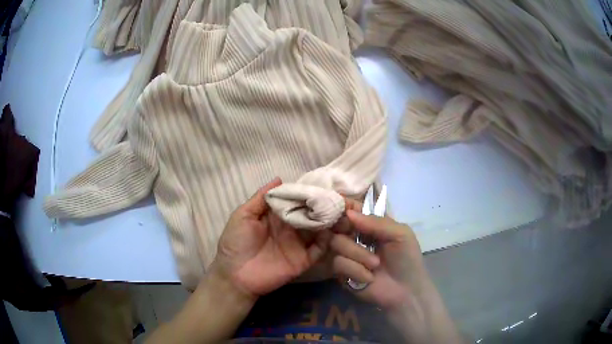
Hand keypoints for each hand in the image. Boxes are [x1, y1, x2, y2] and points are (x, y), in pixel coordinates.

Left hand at [211, 177, 330, 298]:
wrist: (235, 275)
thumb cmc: (235, 242)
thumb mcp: (243, 215)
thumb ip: (260, 198)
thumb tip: (279, 178)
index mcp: (277, 216)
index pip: (297, 201)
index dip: (308, 193)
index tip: (322, 184)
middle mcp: (291, 227)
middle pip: (311, 214)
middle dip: (323, 206)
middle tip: (338, 197)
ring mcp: (298, 244)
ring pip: (319, 230)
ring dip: (329, 221)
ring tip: (339, 211)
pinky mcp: (303, 260)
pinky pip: (319, 249)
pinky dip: (327, 240)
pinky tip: (331, 231)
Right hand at [330, 199, 428, 308]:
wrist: (405, 291)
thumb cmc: (407, 259)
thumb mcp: (400, 234)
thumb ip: (377, 222)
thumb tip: (348, 212)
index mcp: (369, 226)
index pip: (350, 212)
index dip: (346, 212)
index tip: (348, 217)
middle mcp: (355, 238)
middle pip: (338, 228)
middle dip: (354, 240)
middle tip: (368, 246)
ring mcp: (347, 256)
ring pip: (336, 245)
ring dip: (359, 255)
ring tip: (375, 265)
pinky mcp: (342, 273)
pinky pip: (338, 264)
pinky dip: (356, 270)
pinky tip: (369, 278)